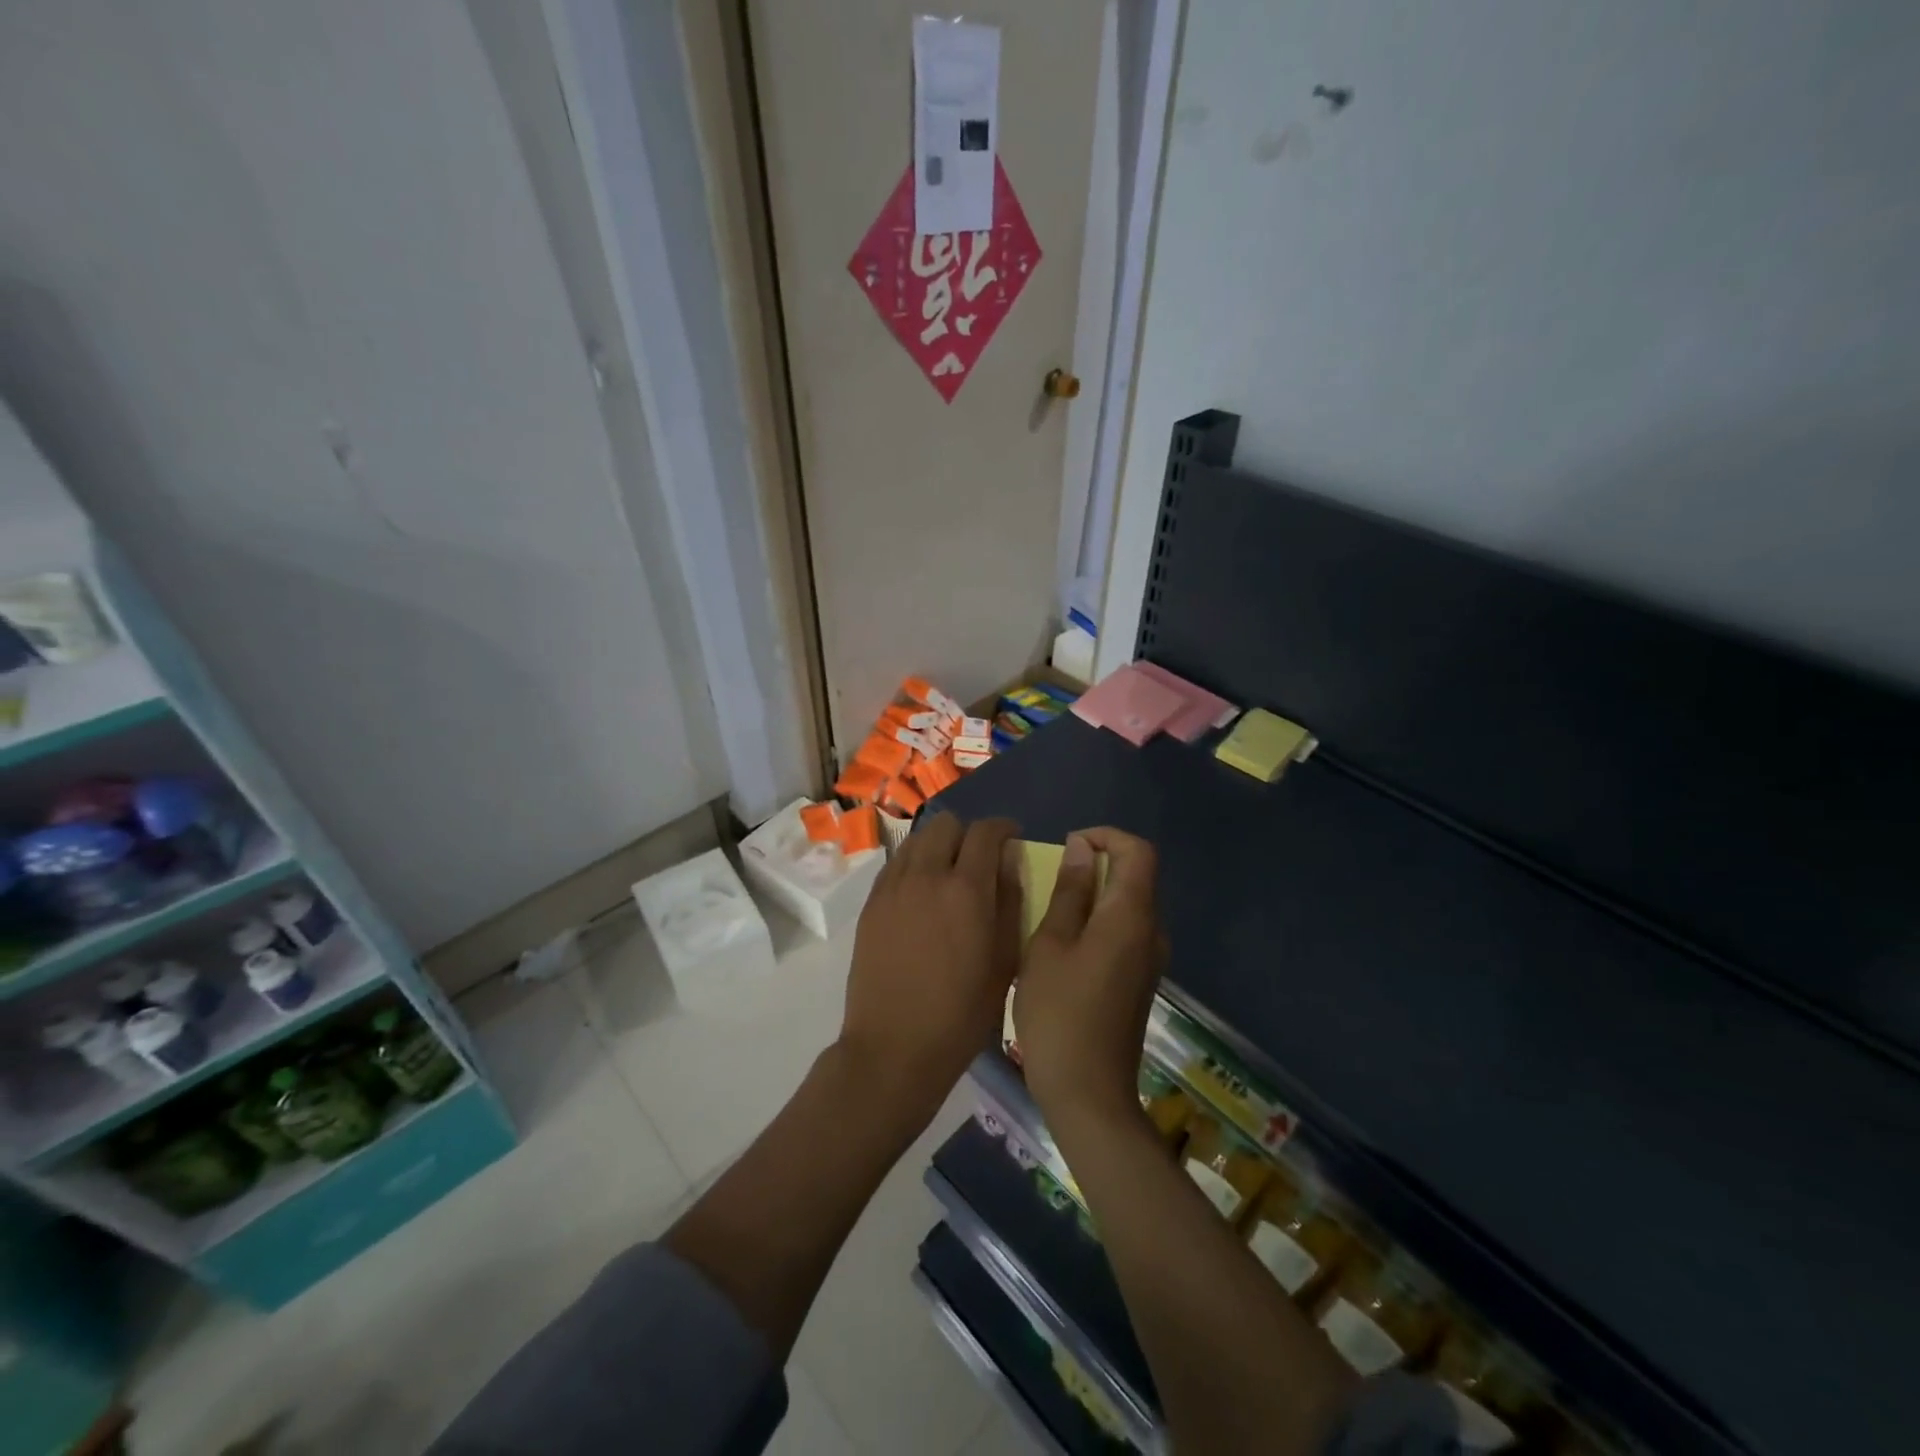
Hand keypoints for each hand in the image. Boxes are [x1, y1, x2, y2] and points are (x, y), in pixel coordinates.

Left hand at [837, 813, 1021, 1126]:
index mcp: (967, 889)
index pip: (986, 832)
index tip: (1012, 839)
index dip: (1004, 828)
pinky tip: (922, 893)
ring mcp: (893, 887)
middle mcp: (927, 875)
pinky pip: (895, 864)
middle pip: (947, 824)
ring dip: (938, 844)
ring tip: (948, 873)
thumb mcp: (1005, 961)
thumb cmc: (961, 1013)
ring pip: (917, 839)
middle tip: (980, 859)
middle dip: (969, 833)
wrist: (894, 1047)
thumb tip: (1010, 861)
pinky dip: (914, 864)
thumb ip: (1011, 902)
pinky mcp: (871, 903)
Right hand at [1014, 828, 1164, 1130]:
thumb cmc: (1059, 1012)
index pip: (1138, 851)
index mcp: (1131, 916)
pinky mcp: (1140, 980)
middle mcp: (1151, 931)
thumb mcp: (1050, 944)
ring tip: (1049, 911)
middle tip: (1049, 879)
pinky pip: (1125, 931)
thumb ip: (1069, 892)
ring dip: (1094, 895)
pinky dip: (1098, 921)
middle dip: (1095, 864)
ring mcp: (1150, 959)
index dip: (1106, 836)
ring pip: (1128, 905)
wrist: (1088, 1093)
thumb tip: (1082, 848)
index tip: (1068, 846)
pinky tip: (1064, 946)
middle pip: (1135, 876)